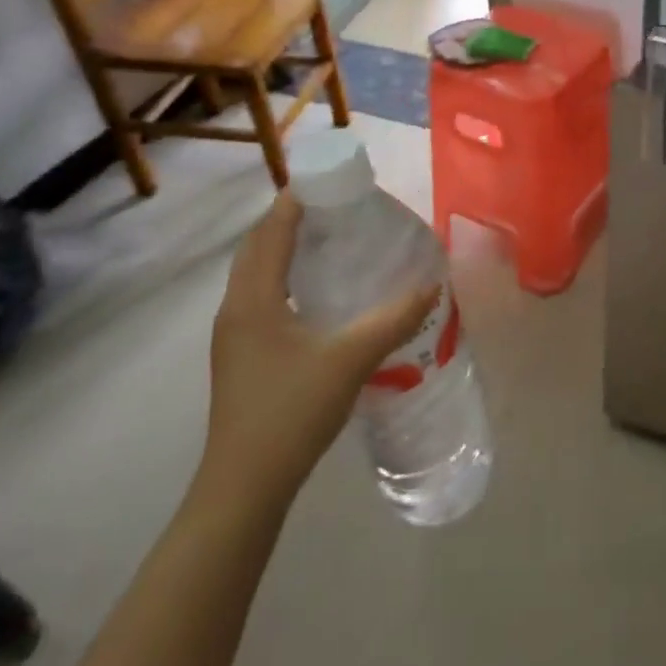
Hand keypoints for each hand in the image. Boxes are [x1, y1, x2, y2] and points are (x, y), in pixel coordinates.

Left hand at [196, 192, 434, 508]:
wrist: (243, 486)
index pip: (272, 231)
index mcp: (252, 298)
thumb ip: (394, 318)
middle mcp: (235, 309)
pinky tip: (316, 294)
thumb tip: (432, 284)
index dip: (296, 200)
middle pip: (257, 247)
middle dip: (289, 220)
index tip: (328, 179)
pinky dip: (283, 278)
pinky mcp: (240, 357)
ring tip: (327, 239)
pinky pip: (259, 297)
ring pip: (256, 274)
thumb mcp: (350, 359)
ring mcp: (233, 335)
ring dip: (283, 249)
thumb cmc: (290, 411)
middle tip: (334, 206)